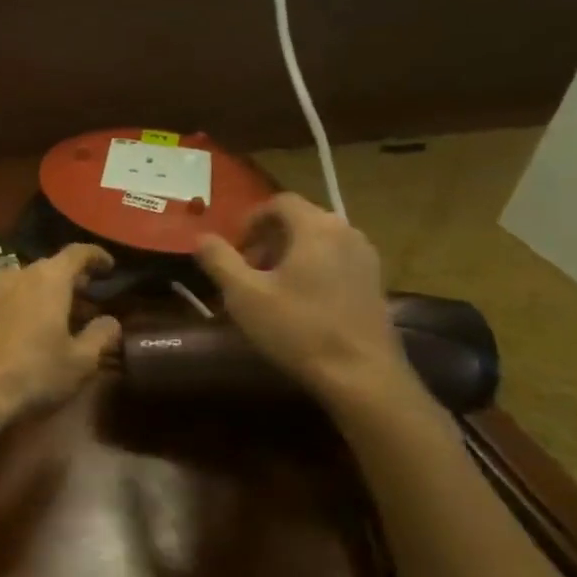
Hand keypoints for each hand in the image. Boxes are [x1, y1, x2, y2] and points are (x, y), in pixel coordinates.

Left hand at [0, 244, 122, 433]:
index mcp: (48, 278)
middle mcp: (16, 274)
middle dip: (70, 280)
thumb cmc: (32, 373)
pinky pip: (4, 299)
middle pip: (49, 268)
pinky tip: (24, 329)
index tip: (109, 266)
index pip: (77, 253)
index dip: (96, 256)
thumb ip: (101, 336)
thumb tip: (111, 321)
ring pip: (24, 283)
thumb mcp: (80, 361)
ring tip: (57, 316)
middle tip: (87, 298)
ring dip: (43, 294)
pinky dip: (20, 306)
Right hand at [195, 194, 409, 405]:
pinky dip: (310, 269)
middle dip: (267, 239)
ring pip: (317, 242)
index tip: (233, 248)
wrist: (361, 375)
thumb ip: (219, 259)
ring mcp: (366, 258)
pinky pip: (334, 261)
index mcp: (316, 228)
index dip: (250, 219)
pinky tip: (297, 303)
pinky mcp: (374, 283)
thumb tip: (201, 237)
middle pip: (299, 220)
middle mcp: (347, 233)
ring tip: (268, 288)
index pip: (280, 202)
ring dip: (287, 255)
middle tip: (245, 270)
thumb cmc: (297, 328)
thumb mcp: (244, 294)